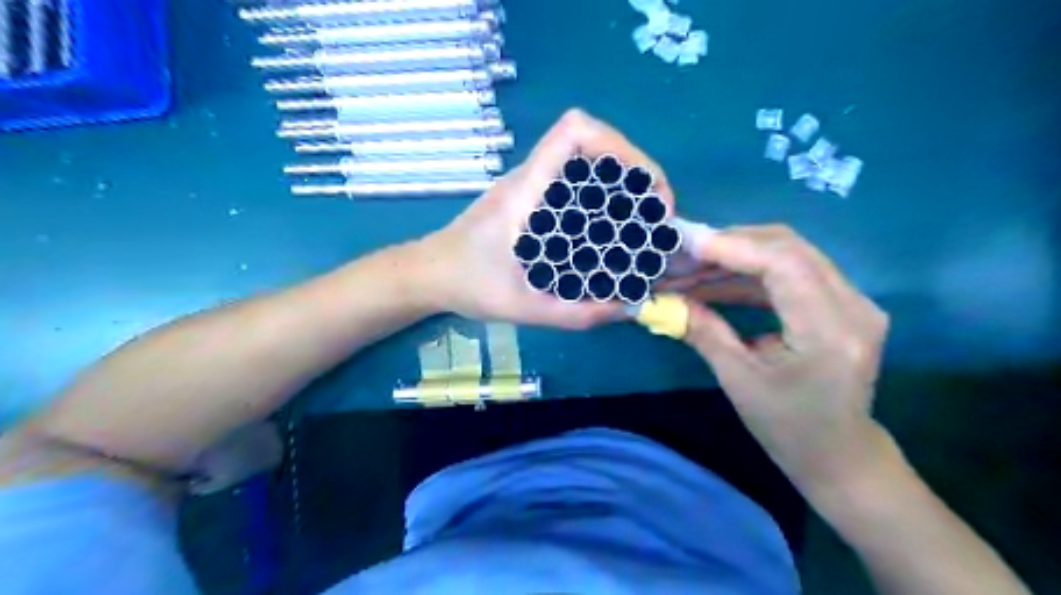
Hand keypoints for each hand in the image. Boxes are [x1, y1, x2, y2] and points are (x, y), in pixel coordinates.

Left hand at [421, 109, 670, 327]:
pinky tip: (616, 233)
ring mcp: (534, 185)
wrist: (429, 274)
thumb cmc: (465, 283)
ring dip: (626, 184)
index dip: (620, 146)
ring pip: (590, 162)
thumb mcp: (521, 306)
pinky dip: (608, 199)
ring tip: (645, 224)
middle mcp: (533, 177)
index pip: (574, 131)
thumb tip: (628, 308)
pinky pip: (580, 184)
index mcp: (527, 189)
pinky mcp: (534, 199)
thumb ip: (573, 313)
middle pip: (594, 143)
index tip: (646, 190)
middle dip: (637, 172)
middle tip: (657, 217)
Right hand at [676, 226, 888, 490]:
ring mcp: (852, 300)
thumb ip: (703, 331)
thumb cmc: (789, 429)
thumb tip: (663, 300)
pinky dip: (749, 272)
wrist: (840, 455)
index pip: (784, 264)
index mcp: (830, 331)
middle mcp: (853, 305)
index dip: (732, 247)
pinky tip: (715, 281)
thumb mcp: (738, 381)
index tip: (685, 245)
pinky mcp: (840, 302)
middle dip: (729, 244)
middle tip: (682, 253)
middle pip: (788, 247)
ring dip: (735, 257)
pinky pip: (790, 271)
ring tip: (690, 268)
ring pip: (788, 254)